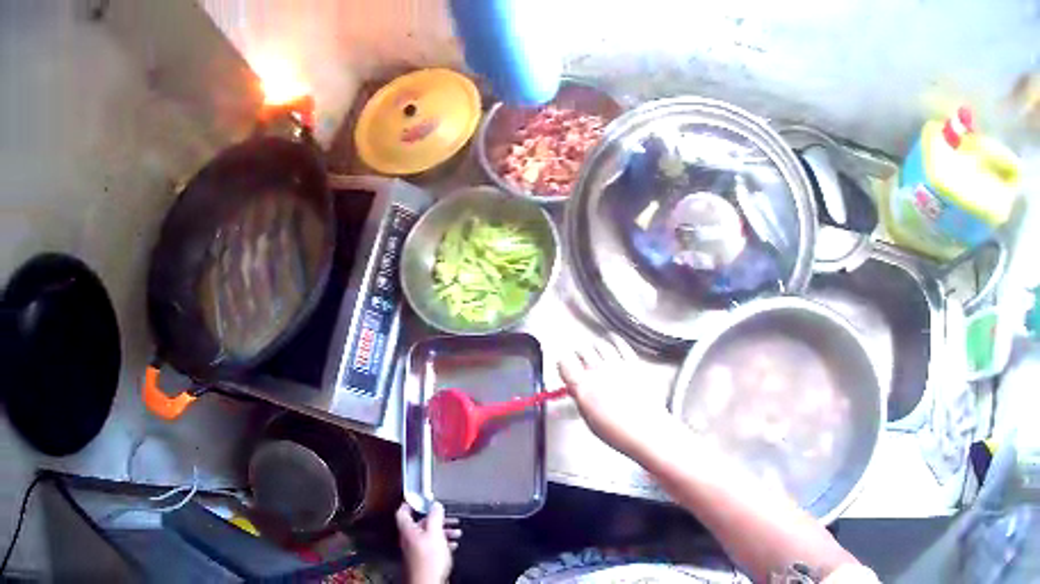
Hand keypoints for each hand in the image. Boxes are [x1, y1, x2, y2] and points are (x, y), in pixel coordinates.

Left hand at [395, 502, 460, 583]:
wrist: (427, 580)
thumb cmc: (428, 561)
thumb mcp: (435, 534)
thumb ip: (435, 518)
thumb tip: (435, 505)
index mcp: (407, 529)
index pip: (403, 511)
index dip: (411, 503)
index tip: (419, 499)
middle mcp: (408, 538)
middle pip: (418, 523)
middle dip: (433, 519)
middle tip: (444, 516)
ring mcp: (414, 549)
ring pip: (427, 535)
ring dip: (440, 531)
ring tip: (454, 531)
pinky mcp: (422, 558)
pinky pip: (431, 545)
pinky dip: (441, 542)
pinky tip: (451, 545)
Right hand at [558, 336, 674, 457]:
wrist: (647, 430)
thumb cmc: (620, 432)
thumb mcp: (590, 420)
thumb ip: (581, 400)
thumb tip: (576, 391)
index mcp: (584, 388)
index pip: (565, 364)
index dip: (563, 364)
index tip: (564, 367)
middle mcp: (599, 373)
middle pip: (582, 351)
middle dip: (579, 355)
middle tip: (580, 360)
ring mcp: (618, 366)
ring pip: (600, 344)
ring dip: (595, 347)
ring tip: (595, 351)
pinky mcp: (634, 363)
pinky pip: (621, 345)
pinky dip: (614, 341)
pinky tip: (613, 342)